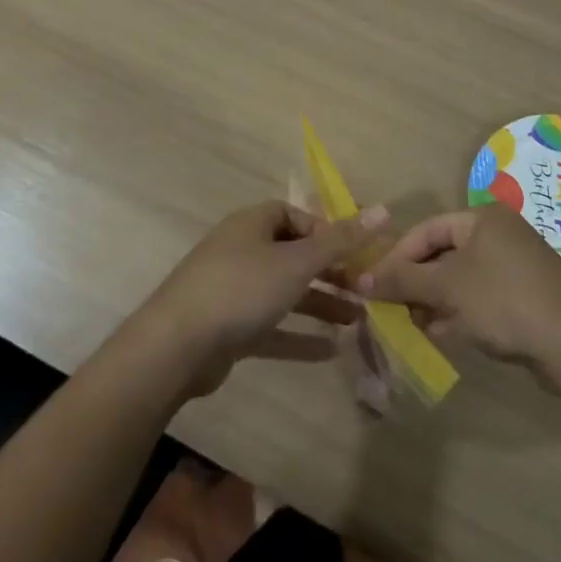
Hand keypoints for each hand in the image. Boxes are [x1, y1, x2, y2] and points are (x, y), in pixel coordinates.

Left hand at [131, 200, 387, 398]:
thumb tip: (385, 209)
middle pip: (293, 254)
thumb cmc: (241, 288)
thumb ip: (341, 240)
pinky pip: (270, 326)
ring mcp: (233, 290)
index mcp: (253, 223)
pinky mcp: (228, 328)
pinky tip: (328, 352)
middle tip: (364, 290)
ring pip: (284, 291)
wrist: (176, 346)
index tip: (354, 253)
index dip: (326, 231)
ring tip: (357, 320)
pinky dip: (297, 335)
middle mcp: (243, 250)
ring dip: (319, 304)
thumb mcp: (297, 262)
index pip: (296, 216)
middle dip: (329, 271)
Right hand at [358, 205, 560, 366]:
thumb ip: (402, 280)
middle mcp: (500, 233)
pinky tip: (446, 334)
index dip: (397, 257)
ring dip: (437, 301)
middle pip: (444, 254)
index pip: (427, 229)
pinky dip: (462, 312)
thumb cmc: (502, 301)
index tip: (374, 284)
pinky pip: (483, 297)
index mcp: (482, 218)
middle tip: (394, 308)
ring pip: (462, 278)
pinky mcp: (528, 295)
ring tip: (417, 325)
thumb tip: (361, 279)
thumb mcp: (446, 288)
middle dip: (417, 282)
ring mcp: (517, 264)